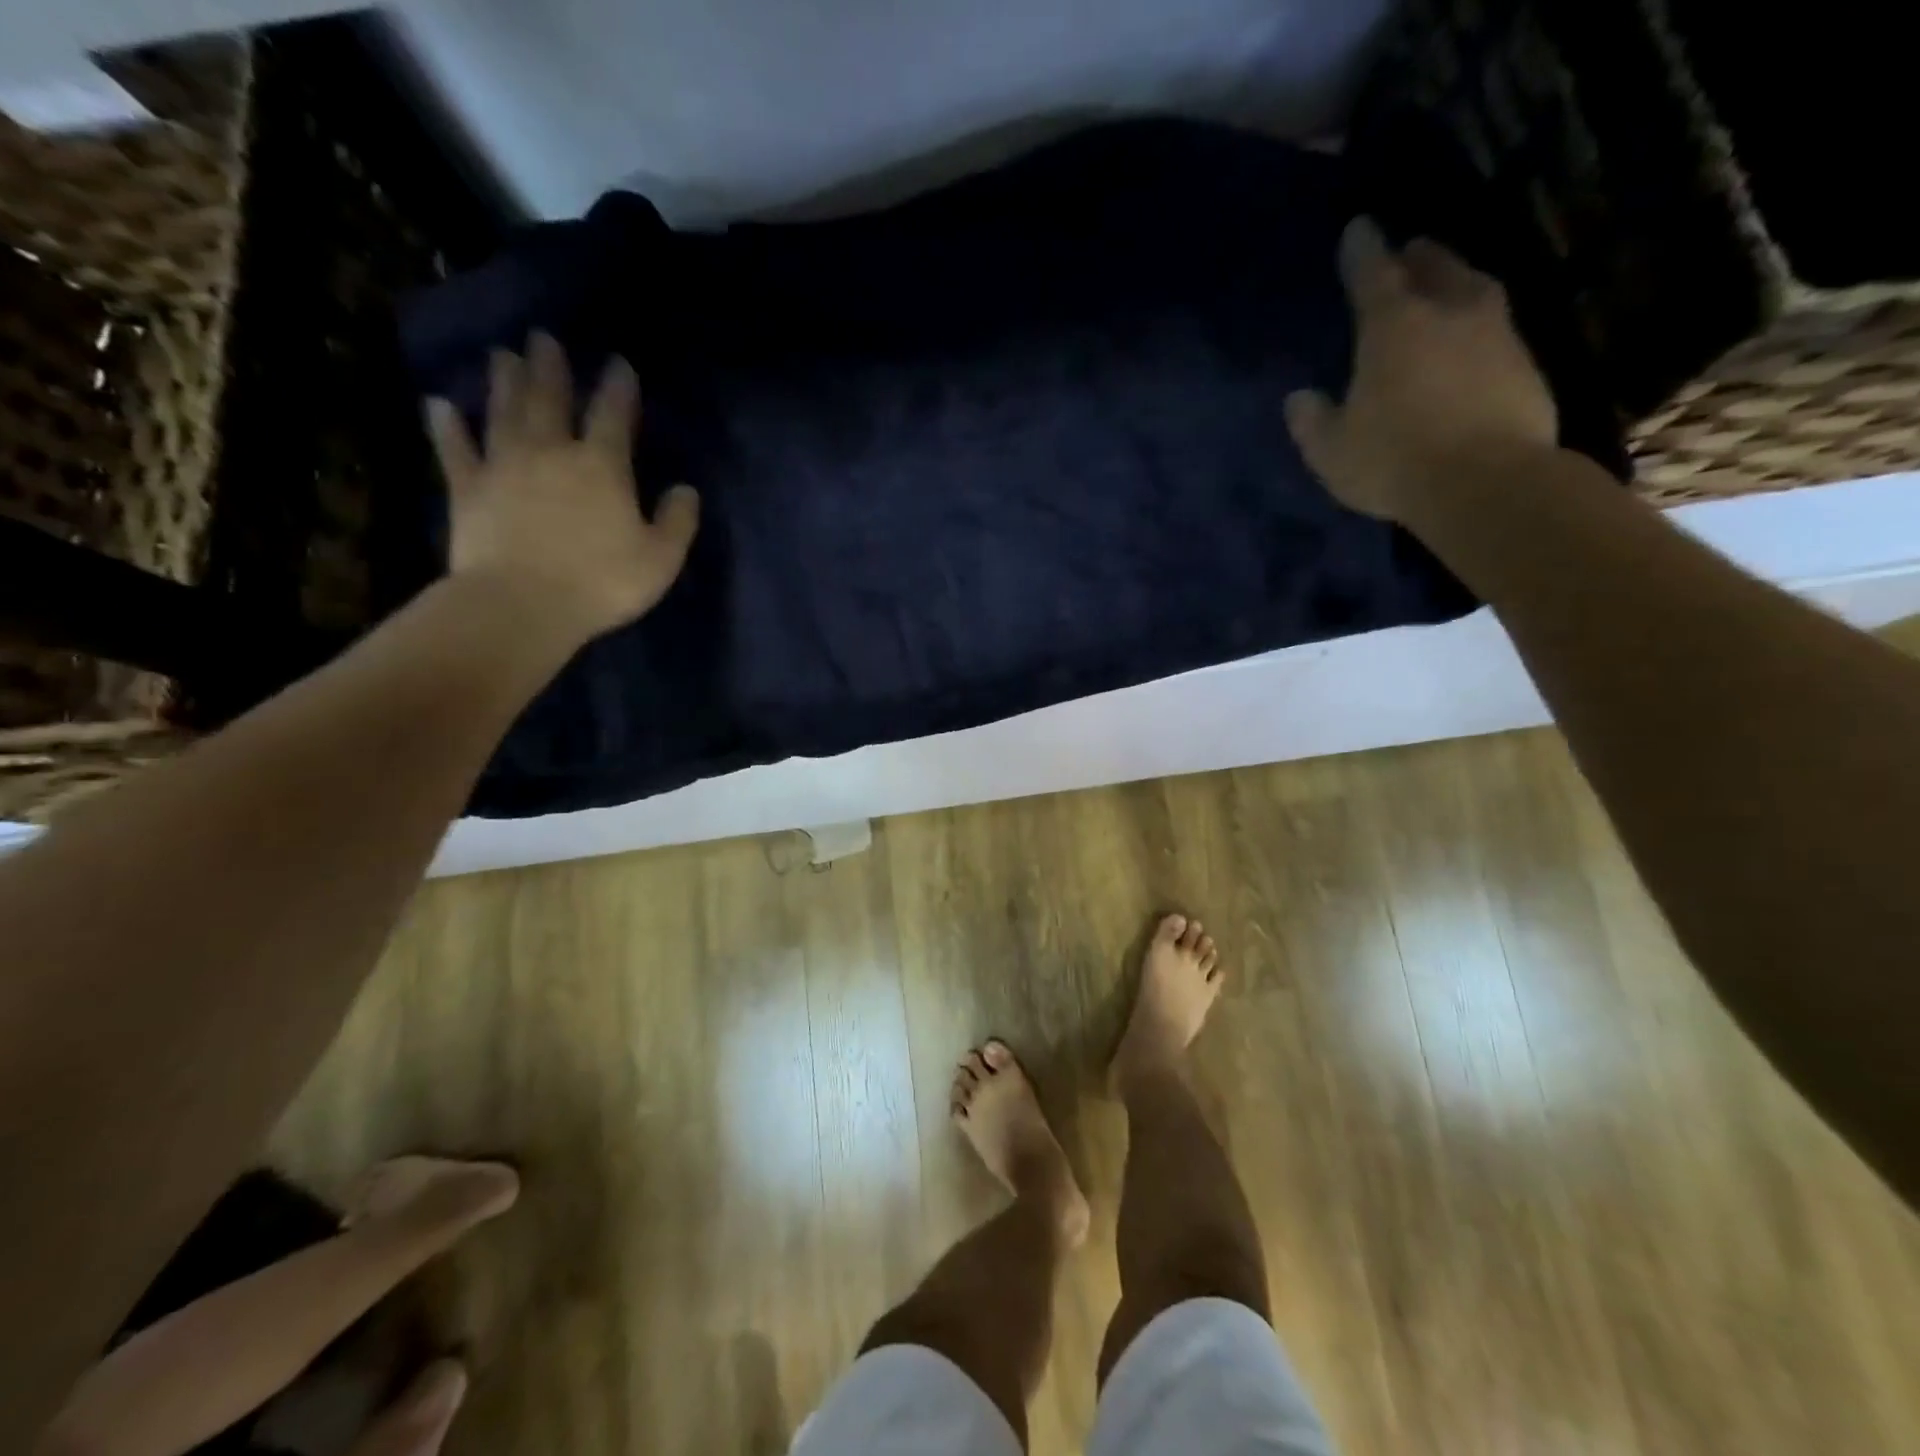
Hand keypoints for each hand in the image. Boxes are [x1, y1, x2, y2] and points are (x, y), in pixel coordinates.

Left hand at [424, 332, 699, 646]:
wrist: (522, 605)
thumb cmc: (601, 583)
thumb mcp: (660, 559)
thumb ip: (677, 522)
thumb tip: (686, 490)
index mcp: (602, 467)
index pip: (613, 414)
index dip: (618, 387)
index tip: (618, 363)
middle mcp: (551, 452)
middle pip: (549, 398)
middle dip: (550, 367)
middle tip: (542, 337)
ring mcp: (504, 467)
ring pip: (503, 412)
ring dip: (503, 381)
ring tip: (502, 354)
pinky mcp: (467, 489)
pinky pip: (455, 449)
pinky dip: (446, 426)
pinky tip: (439, 404)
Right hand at [1284, 219, 1557, 525]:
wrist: (1486, 483)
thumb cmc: (1394, 461)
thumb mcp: (1331, 451)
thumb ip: (1312, 422)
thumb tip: (1300, 398)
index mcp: (1393, 326)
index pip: (1373, 273)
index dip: (1362, 251)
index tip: (1358, 228)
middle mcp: (1448, 313)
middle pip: (1435, 268)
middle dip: (1418, 257)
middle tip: (1409, 252)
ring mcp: (1495, 335)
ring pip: (1474, 290)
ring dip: (1456, 283)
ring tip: (1445, 288)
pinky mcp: (1525, 364)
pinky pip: (1496, 329)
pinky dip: (1477, 328)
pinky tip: (1469, 344)